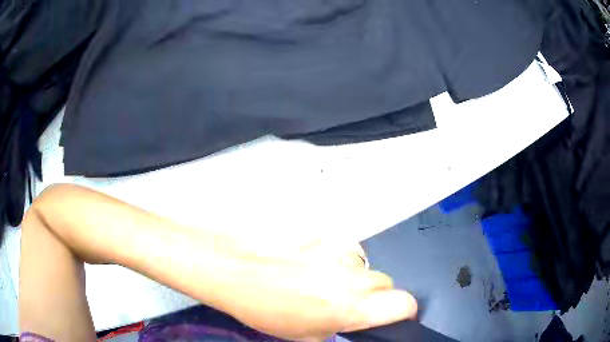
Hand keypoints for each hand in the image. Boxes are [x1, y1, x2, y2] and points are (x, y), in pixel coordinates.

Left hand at [214, 241, 417, 340]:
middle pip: (387, 283)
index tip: (392, 317)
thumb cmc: (263, 308)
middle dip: (373, 297)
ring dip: (353, 278)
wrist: (235, 269)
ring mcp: (340, 250)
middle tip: (346, 304)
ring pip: (365, 267)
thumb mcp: (307, 334)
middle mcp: (353, 275)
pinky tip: (313, 265)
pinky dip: (339, 260)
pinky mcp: (327, 233)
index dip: (402, 313)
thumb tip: (355, 320)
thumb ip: (341, 326)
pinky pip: (347, 250)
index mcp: (351, 307)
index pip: (405, 304)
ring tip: (322, 284)